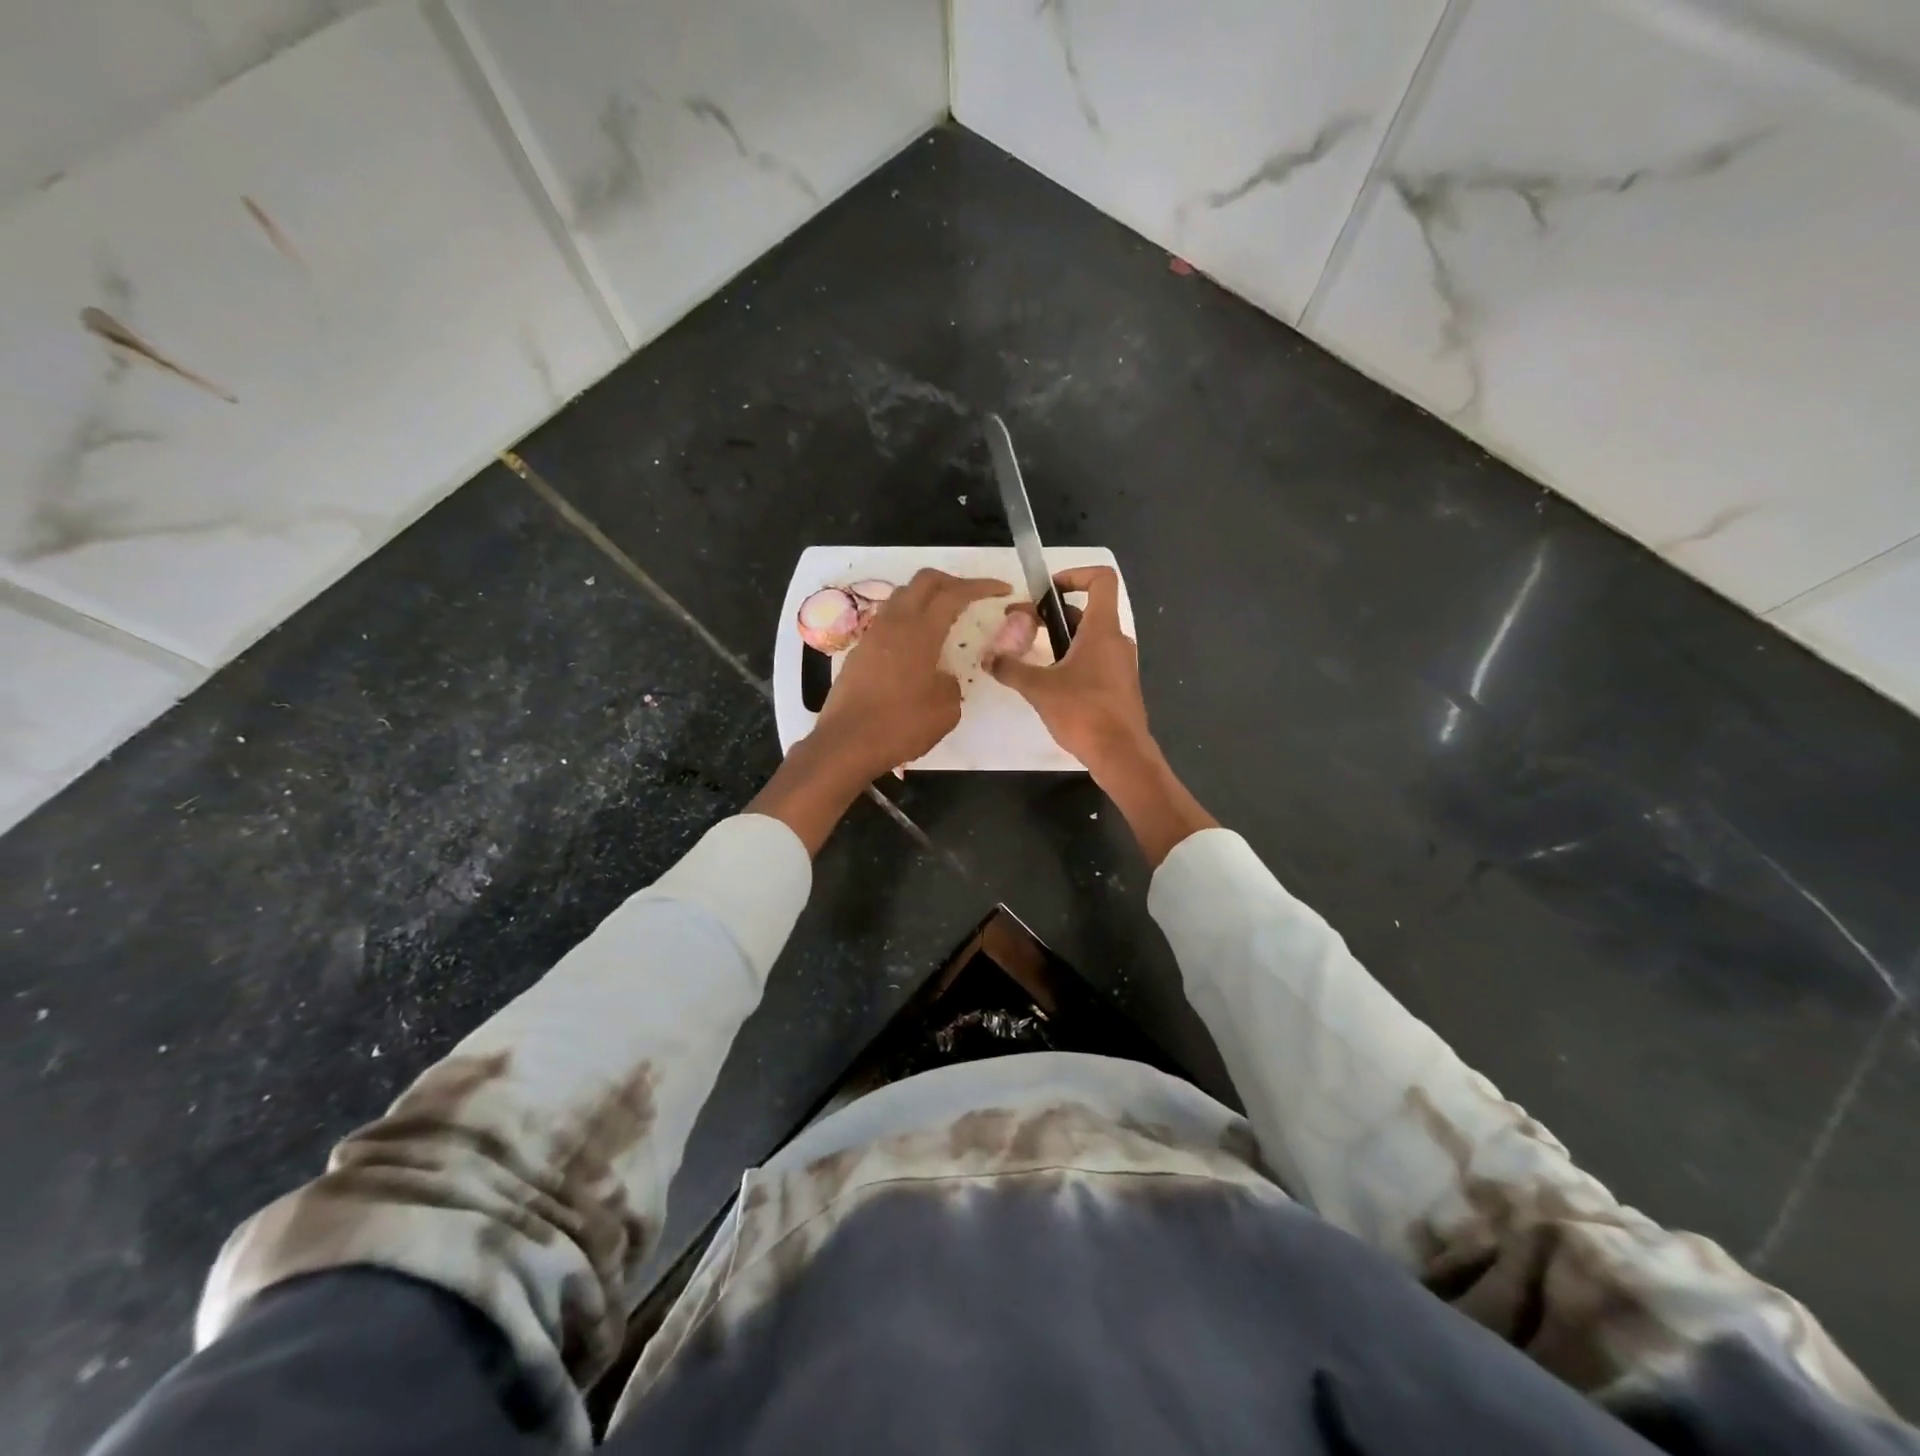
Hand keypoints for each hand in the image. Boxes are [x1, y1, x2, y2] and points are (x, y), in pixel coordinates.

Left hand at [751, 570, 1006, 854]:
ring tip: (944, 617)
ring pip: (902, 596)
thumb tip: (943, 677)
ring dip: (926, 598)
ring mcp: (873, 635)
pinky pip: (889, 621)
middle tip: (971, 596)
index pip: (954, 594)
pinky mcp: (859, 651)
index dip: (981, 586)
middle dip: (952, 581)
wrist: (846, 743)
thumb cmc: (900, 725)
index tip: (1001, 589)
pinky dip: (909, 620)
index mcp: (920, 631)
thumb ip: (951, 684)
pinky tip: (918, 645)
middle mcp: (895, 623)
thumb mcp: (945, 710)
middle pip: (924, 581)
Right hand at [988, 566, 1215, 865]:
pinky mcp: (1118, 687)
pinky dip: (1070, 661)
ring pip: (1087, 639)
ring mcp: (1120, 665)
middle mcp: (1116, 641)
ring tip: (1028, 656)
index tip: (1047, 591)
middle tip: (1019, 626)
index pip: (1101, 580)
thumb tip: (987, 658)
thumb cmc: (1084, 712)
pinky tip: (1048, 683)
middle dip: (1051, 615)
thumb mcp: (1039, 688)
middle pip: (1086, 612)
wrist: (1121, 755)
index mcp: (1102, 630)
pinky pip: (1093, 662)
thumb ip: (1011, 669)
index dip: (1075, 575)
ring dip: (1059, 640)